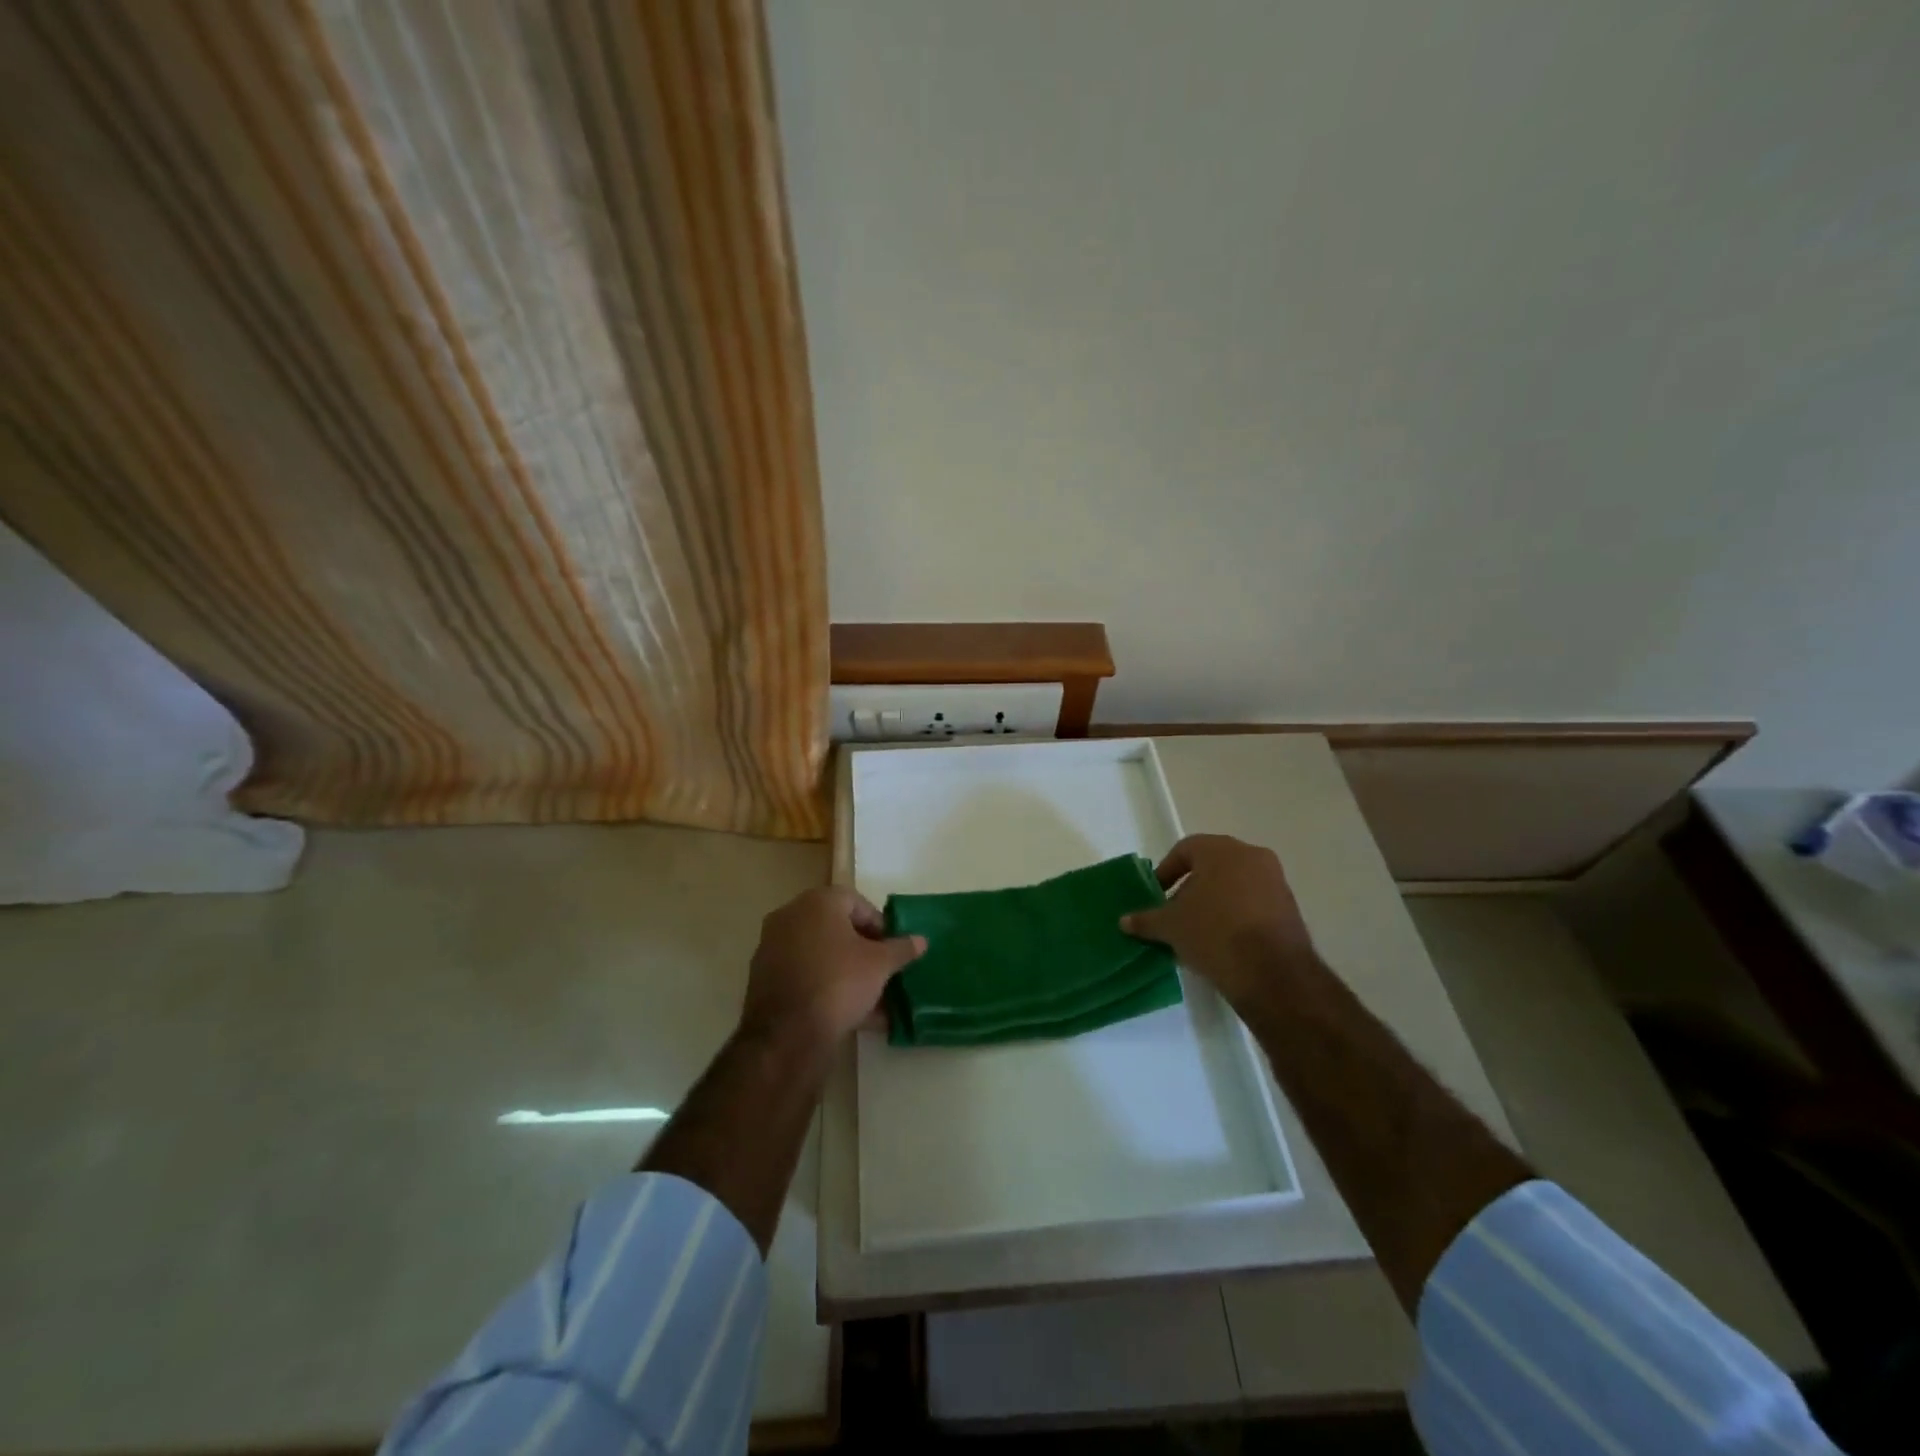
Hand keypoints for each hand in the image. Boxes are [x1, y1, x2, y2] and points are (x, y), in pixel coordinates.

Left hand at [742, 887, 925, 1048]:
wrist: (787, 1034)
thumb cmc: (839, 982)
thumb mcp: (880, 965)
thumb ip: (901, 949)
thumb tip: (921, 940)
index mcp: (817, 902)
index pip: (856, 902)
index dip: (879, 924)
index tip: (892, 949)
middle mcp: (790, 916)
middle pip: (836, 928)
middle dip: (862, 949)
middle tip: (882, 970)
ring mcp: (772, 947)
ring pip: (820, 954)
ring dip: (846, 971)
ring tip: (872, 999)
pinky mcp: (764, 979)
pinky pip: (804, 975)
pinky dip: (826, 987)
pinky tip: (849, 1014)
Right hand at [1120, 834, 1314, 1011]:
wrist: (1272, 973)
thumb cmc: (1213, 934)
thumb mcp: (1170, 927)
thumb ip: (1146, 920)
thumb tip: (1125, 921)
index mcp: (1221, 850)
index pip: (1186, 849)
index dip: (1167, 871)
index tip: (1157, 894)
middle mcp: (1252, 856)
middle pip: (1212, 865)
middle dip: (1191, 887)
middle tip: (1176, 911)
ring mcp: (1275, 881)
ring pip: (1235, 884)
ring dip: (1215, 901)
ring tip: (1198, 930)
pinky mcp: (1290, 908)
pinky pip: (1254, 902)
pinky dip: (1237, 914)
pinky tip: (1224, 941)